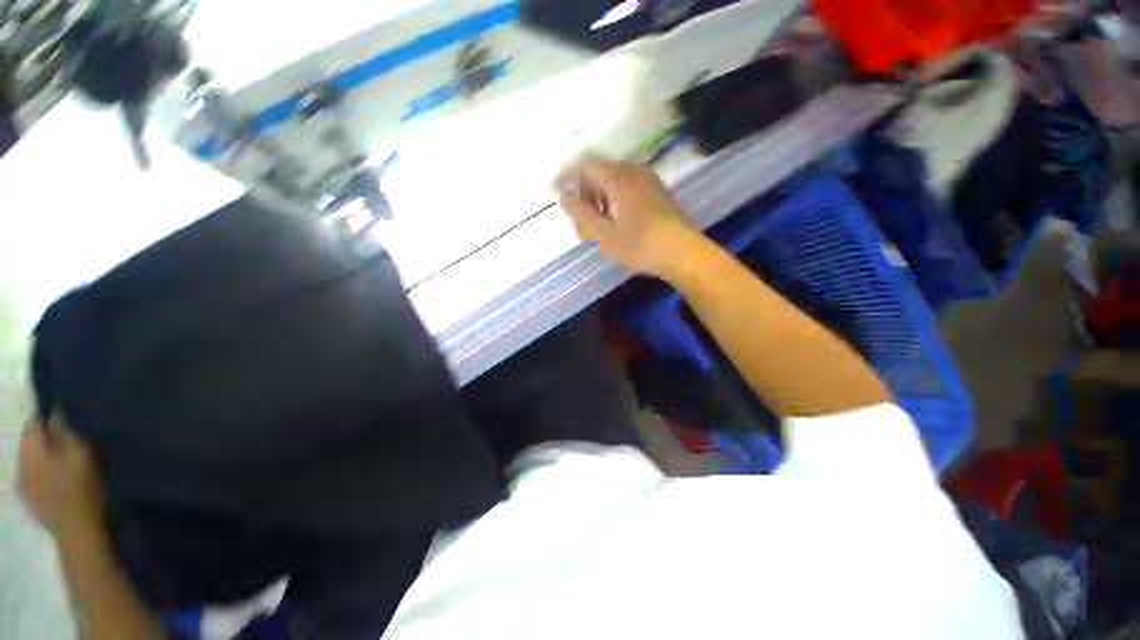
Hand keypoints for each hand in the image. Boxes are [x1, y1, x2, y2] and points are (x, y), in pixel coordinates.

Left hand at [18, 417, 105, 539]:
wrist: (79, 530)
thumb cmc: (83, 486)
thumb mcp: (80, 453)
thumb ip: (65, 430)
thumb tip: (56, 411)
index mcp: (30, 449)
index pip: (33, 422)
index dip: (48, 417)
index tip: (65, 415)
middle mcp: (20, 463)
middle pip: (30, 442)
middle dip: (45, 439)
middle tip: (68, 439)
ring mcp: (23, 486)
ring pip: (31, 461)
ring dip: (45, 457)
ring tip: (64, 460)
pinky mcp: (30, 501)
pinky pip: (33, 479)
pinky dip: (44, 475)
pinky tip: (57, 482)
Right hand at [557, 158, 701, 278]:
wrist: (685, 254)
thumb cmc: (641, 245)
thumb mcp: (605, 235)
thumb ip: (582, 215)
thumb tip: (564, 197)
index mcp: (619, 178)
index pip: (586, 167)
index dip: (568, 179)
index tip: (557, 195)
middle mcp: (634, 172)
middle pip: (600, 174)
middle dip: (585, 195)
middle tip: (579, 222)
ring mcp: (649, 182)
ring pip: (614, 183)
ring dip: (600, 201)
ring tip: (596, 228)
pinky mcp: (658, 194)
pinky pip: (628, 189)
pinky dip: (615, 202)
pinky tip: (616, 225)